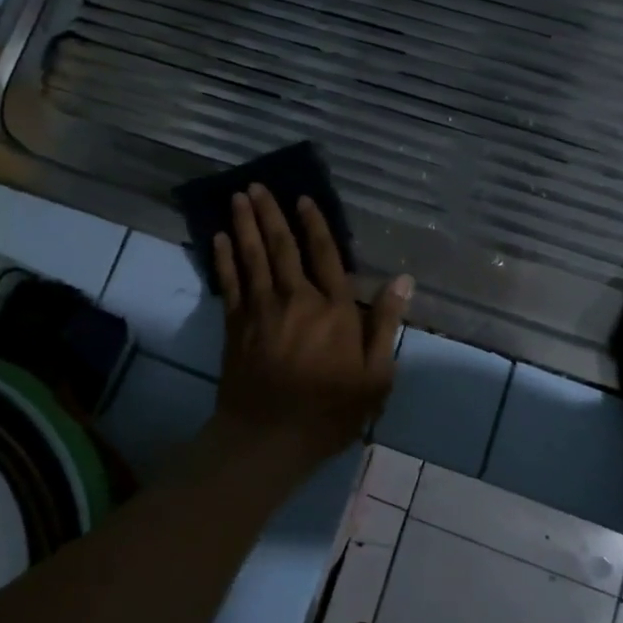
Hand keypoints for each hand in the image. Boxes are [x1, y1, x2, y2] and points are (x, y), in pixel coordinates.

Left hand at [210, 184, 412, 467]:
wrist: (269, 437)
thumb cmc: (330, 411)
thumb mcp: (376, 376)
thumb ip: (386, 325)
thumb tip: (403, 280)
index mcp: (333, 309)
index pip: (325, 255)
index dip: (314, 224)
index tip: (303, 198)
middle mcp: (296, 298)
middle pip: (282, 246)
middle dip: (271, 213)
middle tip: (257, 184)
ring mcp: (261, 309)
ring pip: (252, 256)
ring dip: (245, 223)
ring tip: (238, 196)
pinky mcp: (235, 324)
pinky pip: (229, 282)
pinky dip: (223, 257)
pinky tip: (219, 237)